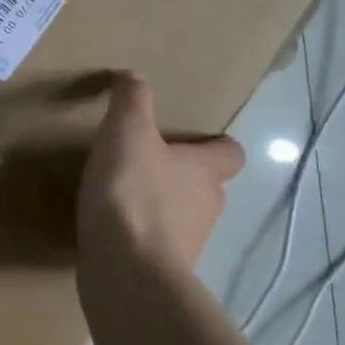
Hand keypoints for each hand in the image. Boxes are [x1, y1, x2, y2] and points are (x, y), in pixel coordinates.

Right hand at [79, 73, 244, 269]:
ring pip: (182, 217)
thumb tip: (133, 75)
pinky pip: (157, 246)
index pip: (230, 153)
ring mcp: (188, 243)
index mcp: (205, 171)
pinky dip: (141, 236)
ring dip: (161, 207)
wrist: (126, 269)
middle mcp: (207, 207)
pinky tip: (114, 230)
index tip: (194, 140)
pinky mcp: (162, 270)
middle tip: (148, 164)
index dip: (216, 145)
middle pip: (205, 186)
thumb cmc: (132, 192)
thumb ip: (131, 101)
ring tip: (124, 197)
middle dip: (182, 176)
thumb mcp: (126, 132)